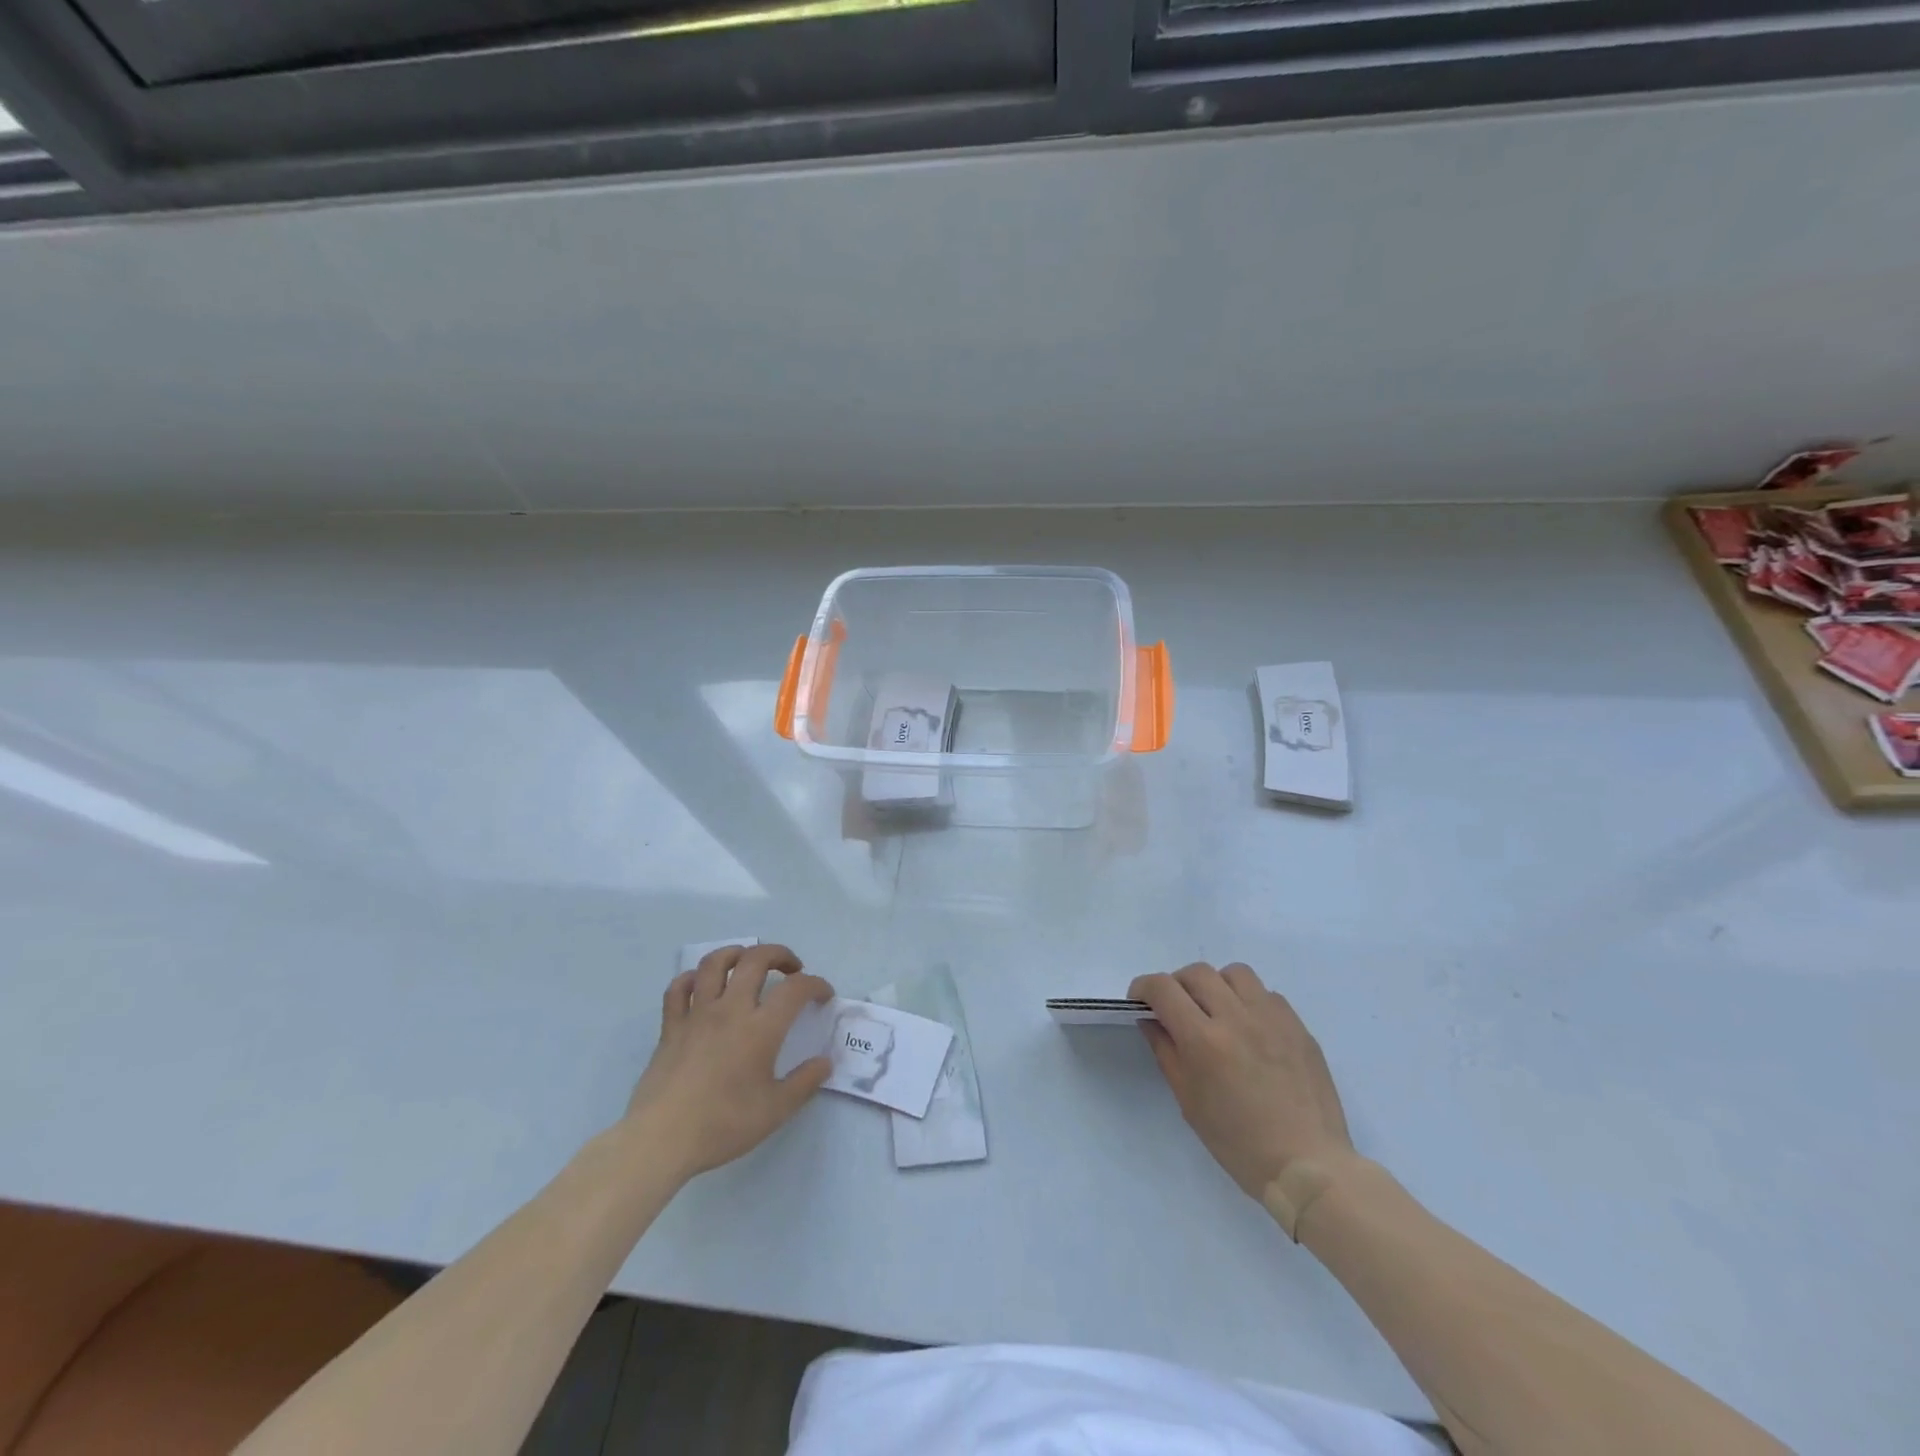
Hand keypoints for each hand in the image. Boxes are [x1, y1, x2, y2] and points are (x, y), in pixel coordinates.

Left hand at [625, 944, 834, 1179]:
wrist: (661, 1140)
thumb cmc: (723, 1124)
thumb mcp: (776, 1110)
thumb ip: (805, 1082)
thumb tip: (825, 1062)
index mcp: (760, 1028)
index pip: (796, 988)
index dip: (815, 985)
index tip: (824, 995)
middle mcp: (730, 1009)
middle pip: (756, 959)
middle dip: (780, 955)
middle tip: (791, 969)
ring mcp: (697, 1014)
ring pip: (714, 963)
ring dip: (737, 953)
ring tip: (748, 963)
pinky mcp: (671, 1026)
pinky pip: (678, 987)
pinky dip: (692, 978)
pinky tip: (702, 986)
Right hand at [1129, 962, 1353, 1197]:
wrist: (1308, 1166)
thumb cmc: (1239, 1143)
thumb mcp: (1189, 1102)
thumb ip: (1166, 1052)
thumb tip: (1152, 1020)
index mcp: (1204, 1040)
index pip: (1163, 988)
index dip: (1144, 988)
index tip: (1140, 1002)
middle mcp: (1237, 1018)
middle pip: (1197, 972)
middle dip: (1177, 985)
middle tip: (1177, 1009)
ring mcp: (1272, 1018)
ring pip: (1235, 973)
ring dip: (1217, 985)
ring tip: (1217, 1012)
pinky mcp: (1298, 1026)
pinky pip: (1267, 994)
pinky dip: (1250, 1001)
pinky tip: (1251, 1029)